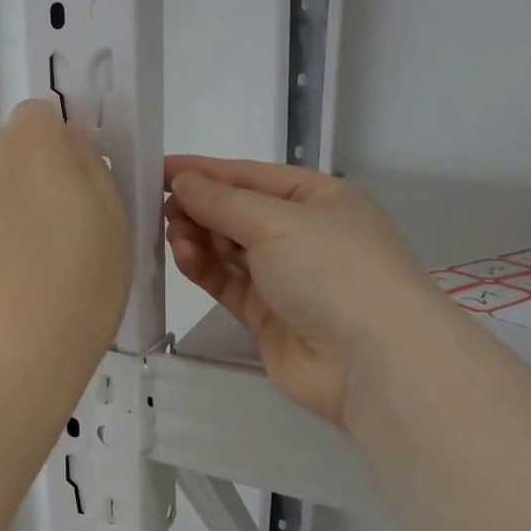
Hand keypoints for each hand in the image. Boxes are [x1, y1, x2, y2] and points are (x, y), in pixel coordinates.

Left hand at [0, 101, 130, 393]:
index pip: (38, 116)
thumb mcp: (113, 225)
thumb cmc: (76, 293)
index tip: (70, 190)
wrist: (2, 362)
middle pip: (4, 152)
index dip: (56, 147)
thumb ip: (89, 169)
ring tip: (15, 272)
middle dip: (26, 178)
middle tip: (49, 237)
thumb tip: (68, 147)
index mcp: (31, 149)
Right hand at [164, 156, 440, 425]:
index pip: (251, 176)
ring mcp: (284, 276)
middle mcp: (302, 233)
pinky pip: (225, 281)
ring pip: (227, 247)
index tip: (158, 168)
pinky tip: (182, 255)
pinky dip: (202, 267)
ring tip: (172, 233)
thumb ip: (222, 201)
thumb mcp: (277, 221)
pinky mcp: (265, 314)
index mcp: (318, 198)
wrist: (372, 362)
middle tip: (160, 207)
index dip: (205, 171)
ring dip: (197, 236)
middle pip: (236, 211)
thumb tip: (180, 182)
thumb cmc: (334, 269)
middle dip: (199, 206)